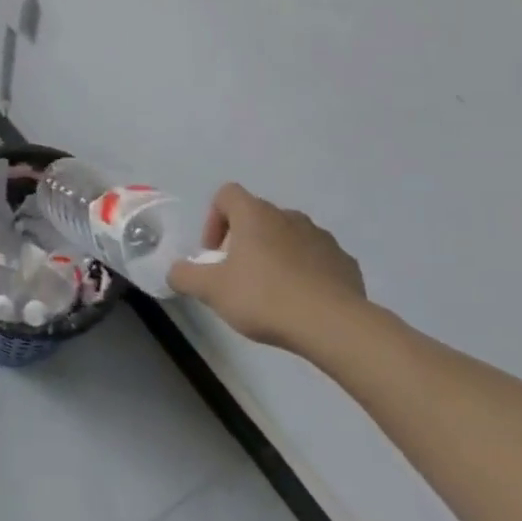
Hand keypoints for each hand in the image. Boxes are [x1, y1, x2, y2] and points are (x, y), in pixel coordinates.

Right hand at [167, 183, 366, 351]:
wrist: (333, 325)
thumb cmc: (264, 297)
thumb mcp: (211, 290)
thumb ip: (184, 275)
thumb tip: (176, 271)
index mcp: (255, 215)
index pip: (226, 195)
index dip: (214, 220)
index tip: (214, 254)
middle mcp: (288, 216)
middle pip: (257, 217)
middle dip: (244, 242)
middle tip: (238, 276)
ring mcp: (321, 238)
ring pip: (289, 237)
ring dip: (276, 255)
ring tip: (271, 291)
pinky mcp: (345, 262)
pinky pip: (317, 259)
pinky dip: (306, 272)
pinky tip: (302, 301)